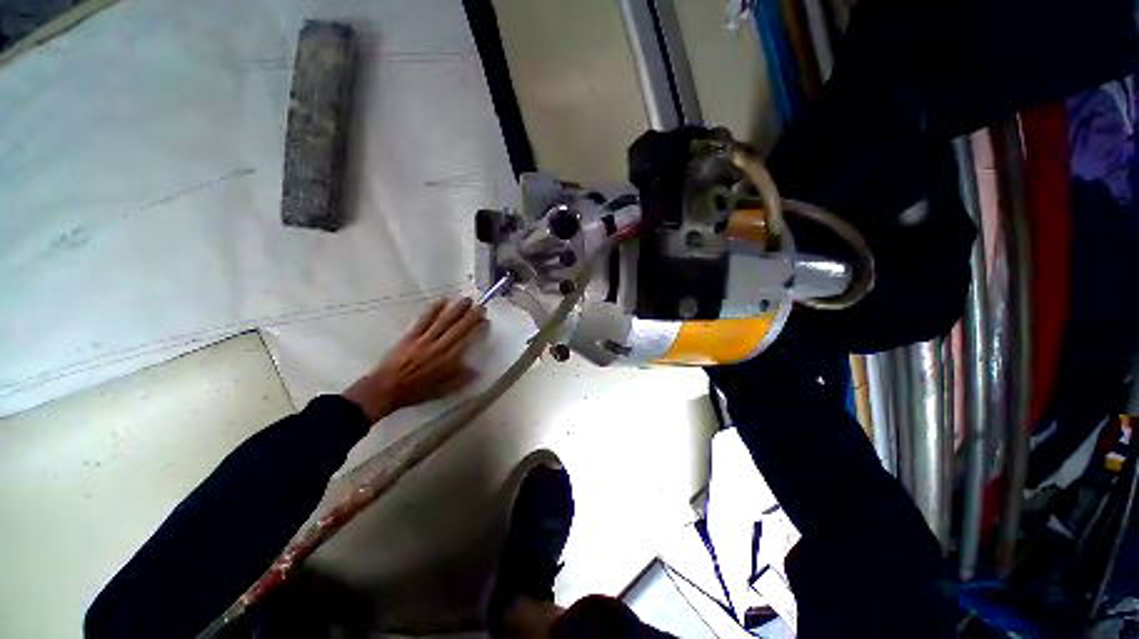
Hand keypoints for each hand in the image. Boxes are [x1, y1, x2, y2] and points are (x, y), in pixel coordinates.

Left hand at [344, 298, 487, 423]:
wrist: (386, 388)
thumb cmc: (417, 391)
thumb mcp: (443, 390)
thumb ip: (461, 379)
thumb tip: (477, 370)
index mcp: (449, 360)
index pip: (468, 340)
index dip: (479, 329)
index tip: (486, 322)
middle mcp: (439, 347)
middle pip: (459, 327)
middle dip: (472, 315)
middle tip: (481, 306)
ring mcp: (425, 339)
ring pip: (444, 320)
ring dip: (457, 309)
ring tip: (467, 300)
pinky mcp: (411, 335)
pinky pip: (425, 319)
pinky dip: (434, 309)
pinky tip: (442, 300)